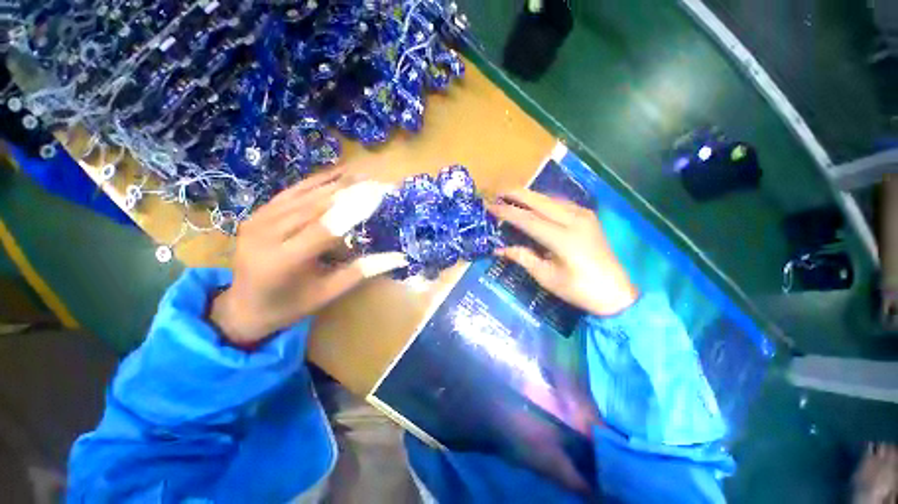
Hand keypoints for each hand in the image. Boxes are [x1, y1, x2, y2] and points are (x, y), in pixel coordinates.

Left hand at [209, 168, 407, 346]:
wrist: (244, 307)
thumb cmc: (291, 305)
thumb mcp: (328, 292)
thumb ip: (362, 271)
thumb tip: (399, 258)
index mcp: (284, 261)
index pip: (327, 228)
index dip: (356, 208)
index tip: (381, 193)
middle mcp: (266, 235)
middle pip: (316, 206)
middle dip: (351, 191)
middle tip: (378, 180)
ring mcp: (259, 220)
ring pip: (305, 195)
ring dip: (337, 183)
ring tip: (364, 174)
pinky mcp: (258, 213)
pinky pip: (292, 193)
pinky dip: (316, 182)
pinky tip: (336, 174)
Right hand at [488, 189, 637, 316]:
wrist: (616, 293)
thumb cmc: (579, 289)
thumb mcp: (547, 277)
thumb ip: (523, 258)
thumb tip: (499, 249)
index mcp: (563, 239)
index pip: (528, 219)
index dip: (507, 212)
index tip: (489, 207)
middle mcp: (574, 220)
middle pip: (539, 201)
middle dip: (516, 194)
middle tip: (496, 192)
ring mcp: (584, 215)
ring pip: (550, 198)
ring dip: (529, 196)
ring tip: (510, 196)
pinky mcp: (588, 216)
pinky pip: (560, 202)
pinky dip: (542, 200)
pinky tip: (533, 203)